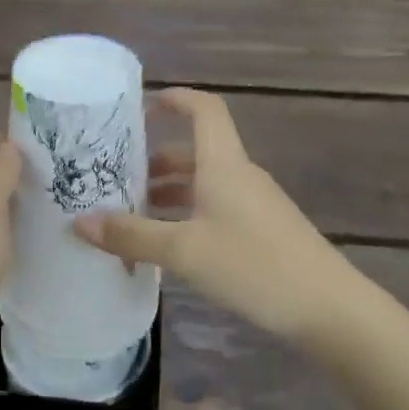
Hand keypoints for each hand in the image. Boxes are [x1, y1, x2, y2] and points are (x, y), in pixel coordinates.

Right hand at [74, 88, 356, 343]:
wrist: (329, 309)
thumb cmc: (254, 265)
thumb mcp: (184, 251)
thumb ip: (131, 235)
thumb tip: (78, 222)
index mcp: (223, 163)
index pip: (204, 109)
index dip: (176, 99)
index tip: (142, 107)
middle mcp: (239, 175)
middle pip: (195, 151)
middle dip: (155, 160)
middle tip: (115, 178)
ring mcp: (254, 204)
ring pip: (204, 183)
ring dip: (169, 192)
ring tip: (132, 215)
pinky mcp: (262, 231)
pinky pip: (215, 208)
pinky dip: (187, 215)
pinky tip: (168, 245)